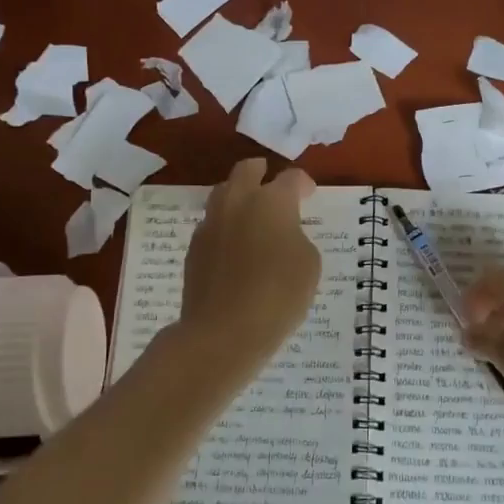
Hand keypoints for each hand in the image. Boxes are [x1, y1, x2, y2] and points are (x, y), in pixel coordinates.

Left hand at [179, 159, 321, 369]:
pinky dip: (227, 227)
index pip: (291, 178)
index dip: (303, 184)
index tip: (309, 194)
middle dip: (261, 172)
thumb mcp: (308, 265)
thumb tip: (282, 235)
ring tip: (252, 215)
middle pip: (247, 170)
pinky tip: (236, 247)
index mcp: (272, 201)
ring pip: (224, 194)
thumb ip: (297, 238)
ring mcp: (211, 224)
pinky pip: (213, 225)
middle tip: (272, 183)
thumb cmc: (278, 296)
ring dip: (239, 197)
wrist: (224, 332)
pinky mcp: (194, 248)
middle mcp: (238, 202)